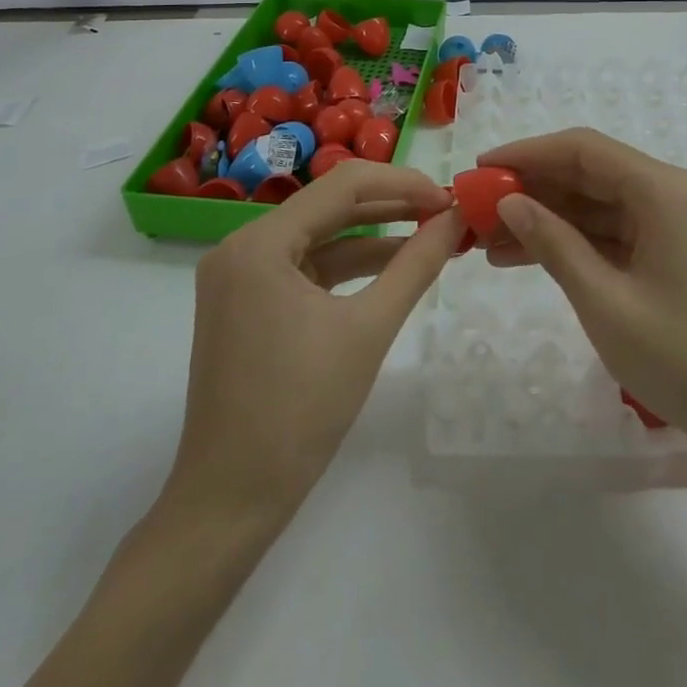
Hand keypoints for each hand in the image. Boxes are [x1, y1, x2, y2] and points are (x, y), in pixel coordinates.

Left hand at [162, 161, 461, 523]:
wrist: (230, 502)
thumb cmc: (299, 412)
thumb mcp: (369, 330)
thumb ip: (416, 264)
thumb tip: (456, 218)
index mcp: (260, 243)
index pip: (343, 185)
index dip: (403, 184)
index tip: (449, 197)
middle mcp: (242, 246)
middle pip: (330, 205)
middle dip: (392, 206)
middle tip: (446, 212)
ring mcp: (241, 275)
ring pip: (321, 235)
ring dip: (375, 235)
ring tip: (431, 234)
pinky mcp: (247, 302)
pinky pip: (307, 267)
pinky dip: (350, 265)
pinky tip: (393, 267)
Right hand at [477, 128, 686, 468]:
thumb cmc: (684, 358)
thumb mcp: (605, 302)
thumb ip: (554, 244)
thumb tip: (509, 202)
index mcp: (661, 190)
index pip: (582, 149)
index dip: (527, 153)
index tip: (480, 168)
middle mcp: (668, 193)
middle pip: (588, 174)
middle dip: (531, 188)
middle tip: (476, 209)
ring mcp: (671, 223)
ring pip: (595, 205)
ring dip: (545, 219)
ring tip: (487, 241)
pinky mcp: (670, 251)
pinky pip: (611, 233)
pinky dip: (572, 242)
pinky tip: (525, 257)